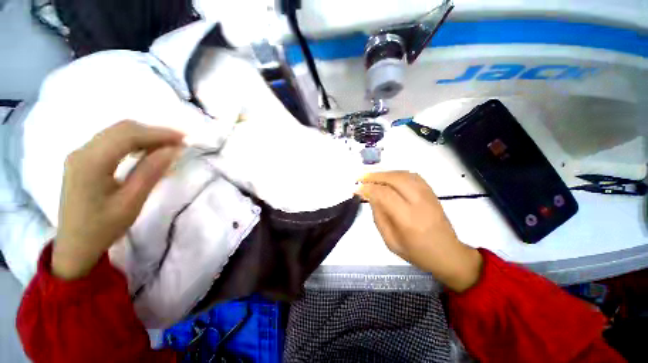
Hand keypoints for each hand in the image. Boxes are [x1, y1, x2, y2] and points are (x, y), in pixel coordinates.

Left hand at [53, 121, 183, 279]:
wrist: (75, 245)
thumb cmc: (103, 228)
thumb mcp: (131, 202)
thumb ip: (151, 172)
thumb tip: (173, 150)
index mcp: (91, 163)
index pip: (128, 135)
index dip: (159, 133)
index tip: (185, 138)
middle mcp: (82, 151)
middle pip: (121, 129)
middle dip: (153, 132)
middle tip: (179, 143)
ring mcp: (80, 154)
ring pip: (116, 132)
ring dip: (144, 136)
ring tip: (167, 147)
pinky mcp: (83, 159)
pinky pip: (111, 141)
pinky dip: (133, 142)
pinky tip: (146, 151)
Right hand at [357, 171, 482, 291]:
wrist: (448, 254)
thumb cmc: (416, 252)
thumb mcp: (390, 241)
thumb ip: (379, 216)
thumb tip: (370, 196)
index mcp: (408, 219)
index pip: (384, 194)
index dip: (368, 188)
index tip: (357, 188)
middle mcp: (420, 203)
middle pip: (395, 179)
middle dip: (375, 176)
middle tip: (362, 177)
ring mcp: (428, 195)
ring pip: (404, 174)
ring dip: (385, 173)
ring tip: (372, 177)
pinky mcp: (432, 193)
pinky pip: (413, 175)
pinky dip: (397, 173)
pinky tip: (389, 178)